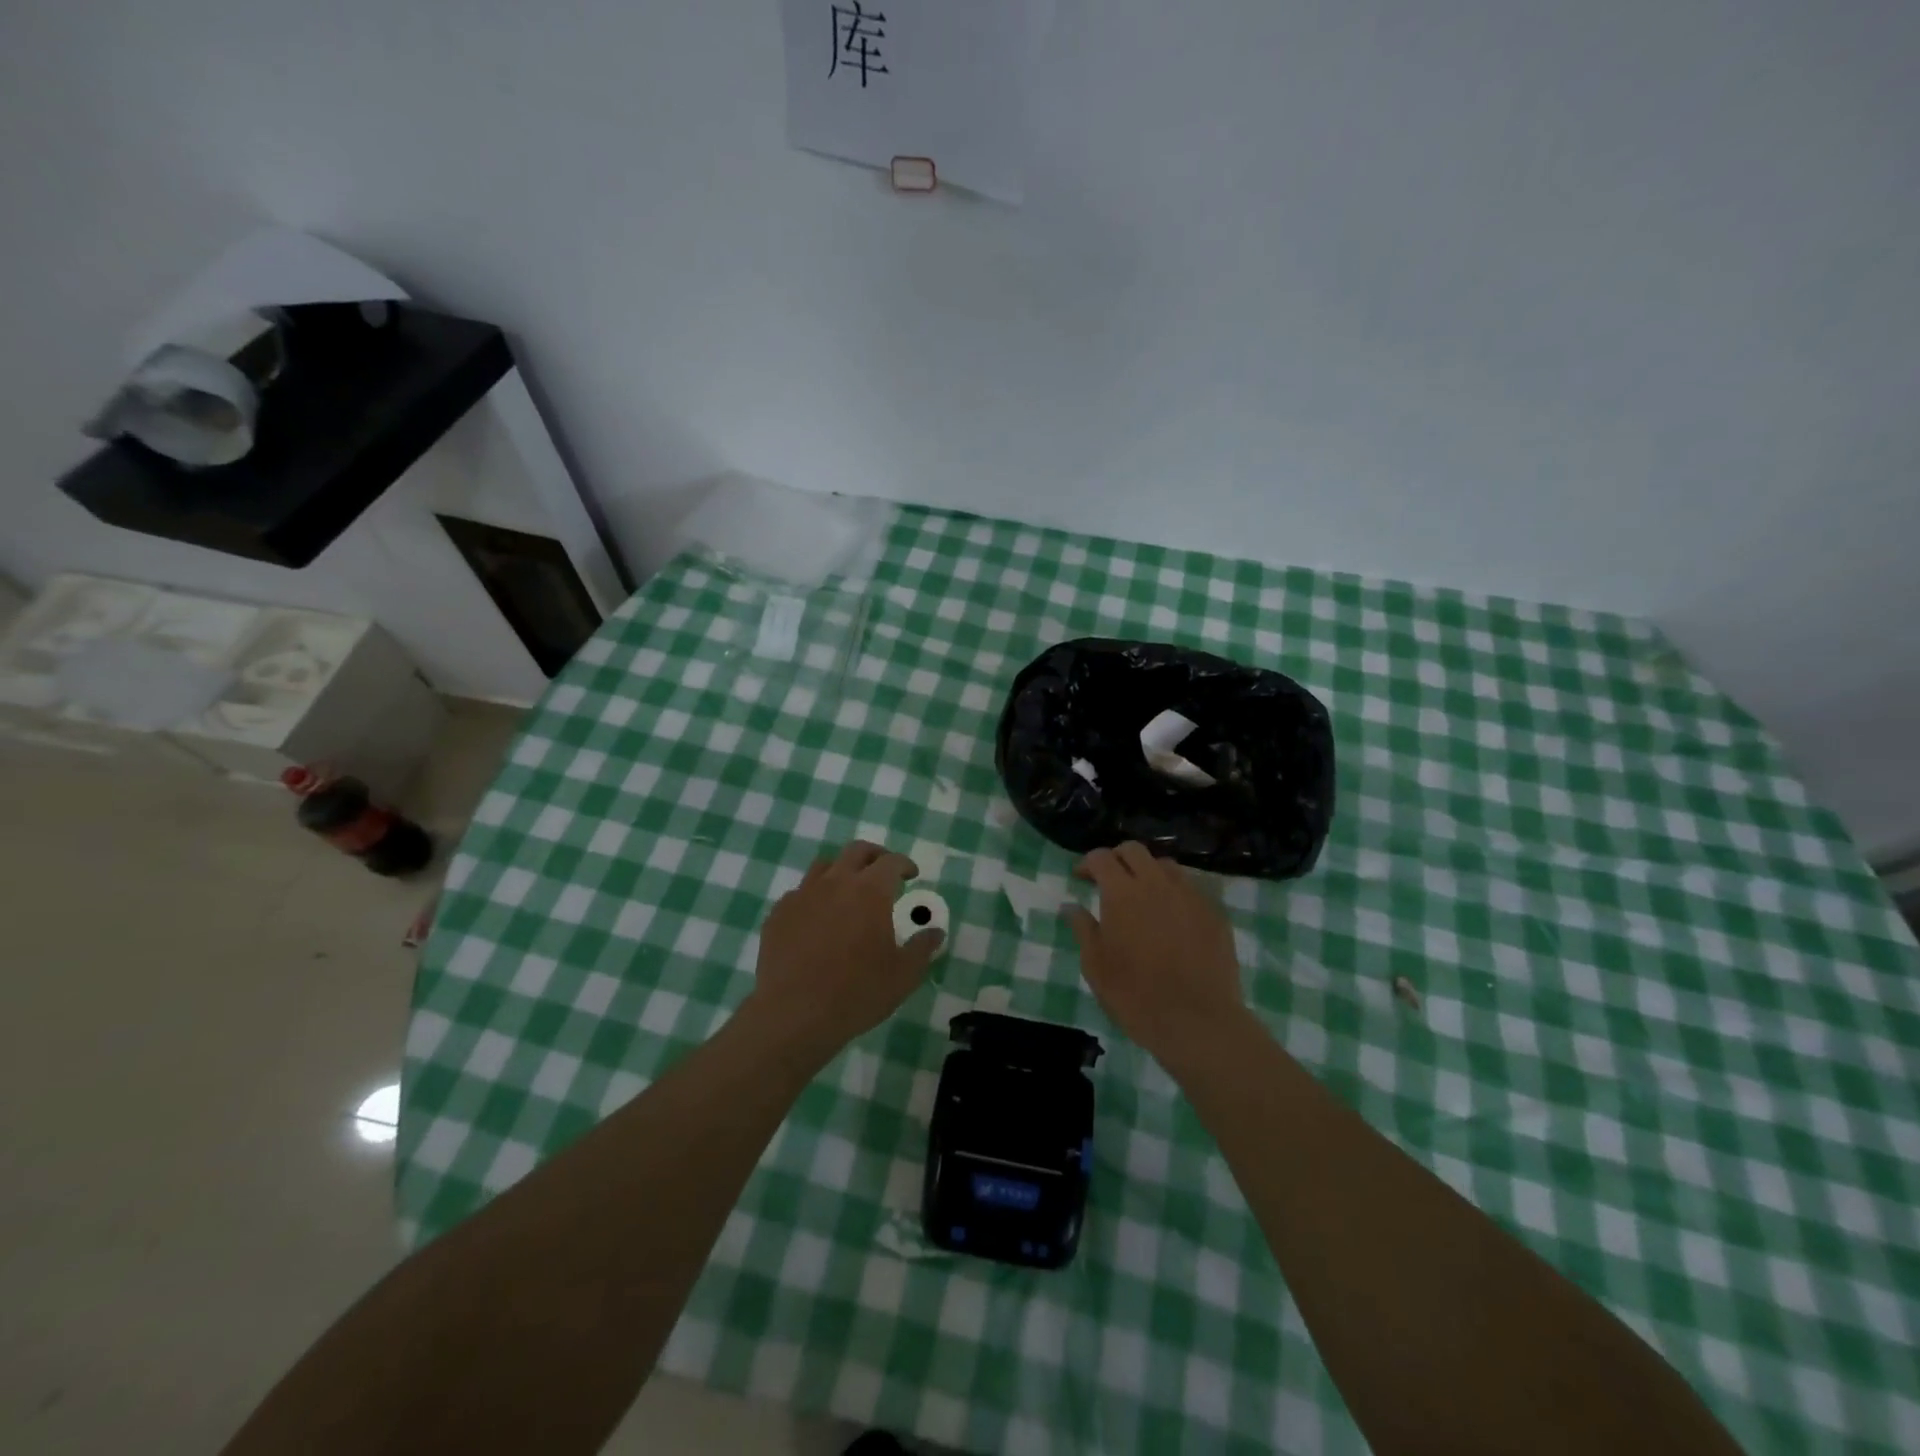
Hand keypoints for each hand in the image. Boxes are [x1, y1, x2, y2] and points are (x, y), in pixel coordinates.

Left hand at [745, 841, 943, 1058]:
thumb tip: (936, 932)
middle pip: (856, 851)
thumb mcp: (903, 976)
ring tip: (848, 891)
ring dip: (841, 871)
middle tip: (883, 872)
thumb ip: (922, 948)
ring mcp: (803, 895)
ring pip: (824, 866)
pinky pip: (799, 893)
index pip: (891, 862)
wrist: (794, 1014)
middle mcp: (836, 882)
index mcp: (870, 891)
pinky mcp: (779, 913)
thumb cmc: (857, 993)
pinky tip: (816, 918)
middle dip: (874, 856)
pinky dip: (814, 897)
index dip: (904, 864)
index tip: (911, 874)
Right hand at [1065, 842, 1249, 1068]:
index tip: (1082, 878)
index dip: (1088, 863)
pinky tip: (1172, 919)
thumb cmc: (1135, 996)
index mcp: (1122, 893)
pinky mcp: (1214, 913)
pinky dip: (1175, 894)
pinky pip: (1191, 889)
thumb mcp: (1096, 966)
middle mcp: (1156, 883)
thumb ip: (1083, 929)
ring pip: (1166, 866)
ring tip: (1143, 898)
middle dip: (1118, 859)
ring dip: (1148, 873)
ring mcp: (1190, 895)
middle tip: (1110, 881)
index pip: (1101, 857)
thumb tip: (1070, 906)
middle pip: (1134, 851)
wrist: (1197, 1021)